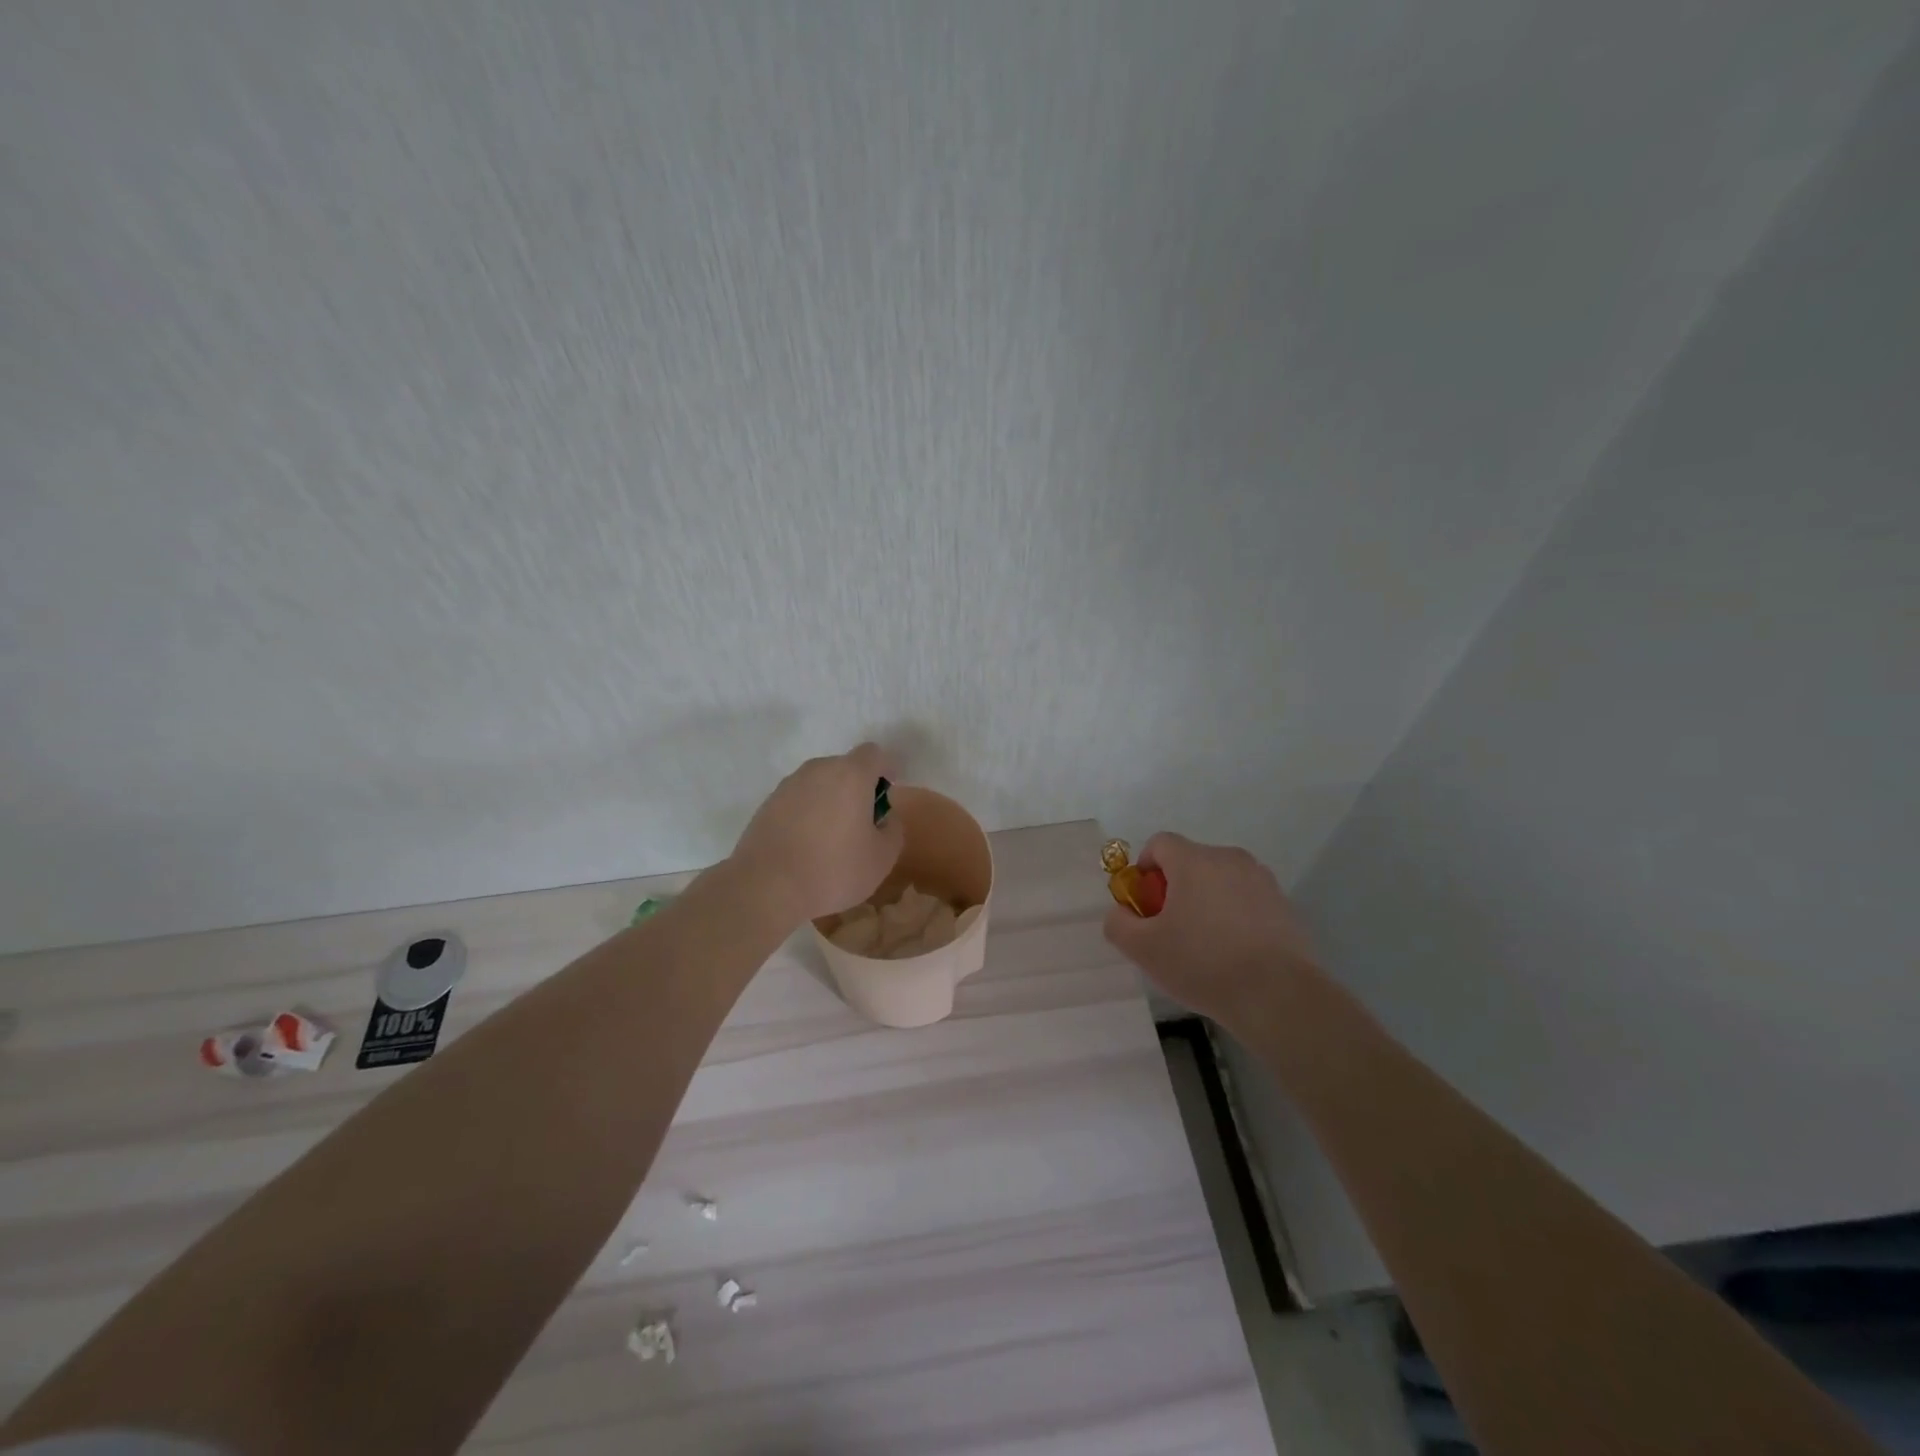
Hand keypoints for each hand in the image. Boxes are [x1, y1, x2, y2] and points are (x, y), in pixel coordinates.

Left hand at [731, 742, 905, 924]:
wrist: (766, 888)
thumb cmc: (834, 870)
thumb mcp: (882, 857)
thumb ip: (893, 828)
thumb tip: (884, 817)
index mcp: (850, 775)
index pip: (873, 754)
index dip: (885, 769)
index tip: (887, 795)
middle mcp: (817, 770)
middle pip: (844, 767)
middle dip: (857, 788)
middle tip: (862, 823)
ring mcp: (788, 786)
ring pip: (819, 784)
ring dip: (830, 801)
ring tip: (831, 838)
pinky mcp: (766, 805)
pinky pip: (797, 801)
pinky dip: (807, 814)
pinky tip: (806, 846)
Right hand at [1103, 832, 1321, 1031]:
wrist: (1277, 995)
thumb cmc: (1203, 963)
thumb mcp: (1143, 949)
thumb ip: (1119, 923)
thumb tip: (1122, 912)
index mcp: (1194, 860)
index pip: (1159, 844)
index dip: (1144, 870)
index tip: (1146, 906)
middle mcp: (1229, 858)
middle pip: (1190, 862)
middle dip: (1175, 889)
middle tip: (1171, 930)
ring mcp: (1261, 880)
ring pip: (1219, 881)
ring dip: (1205, 901)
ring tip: (1205, 946)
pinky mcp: (1283, 904)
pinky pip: (1245, 899)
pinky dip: (1233, 916)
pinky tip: (1234, 953)